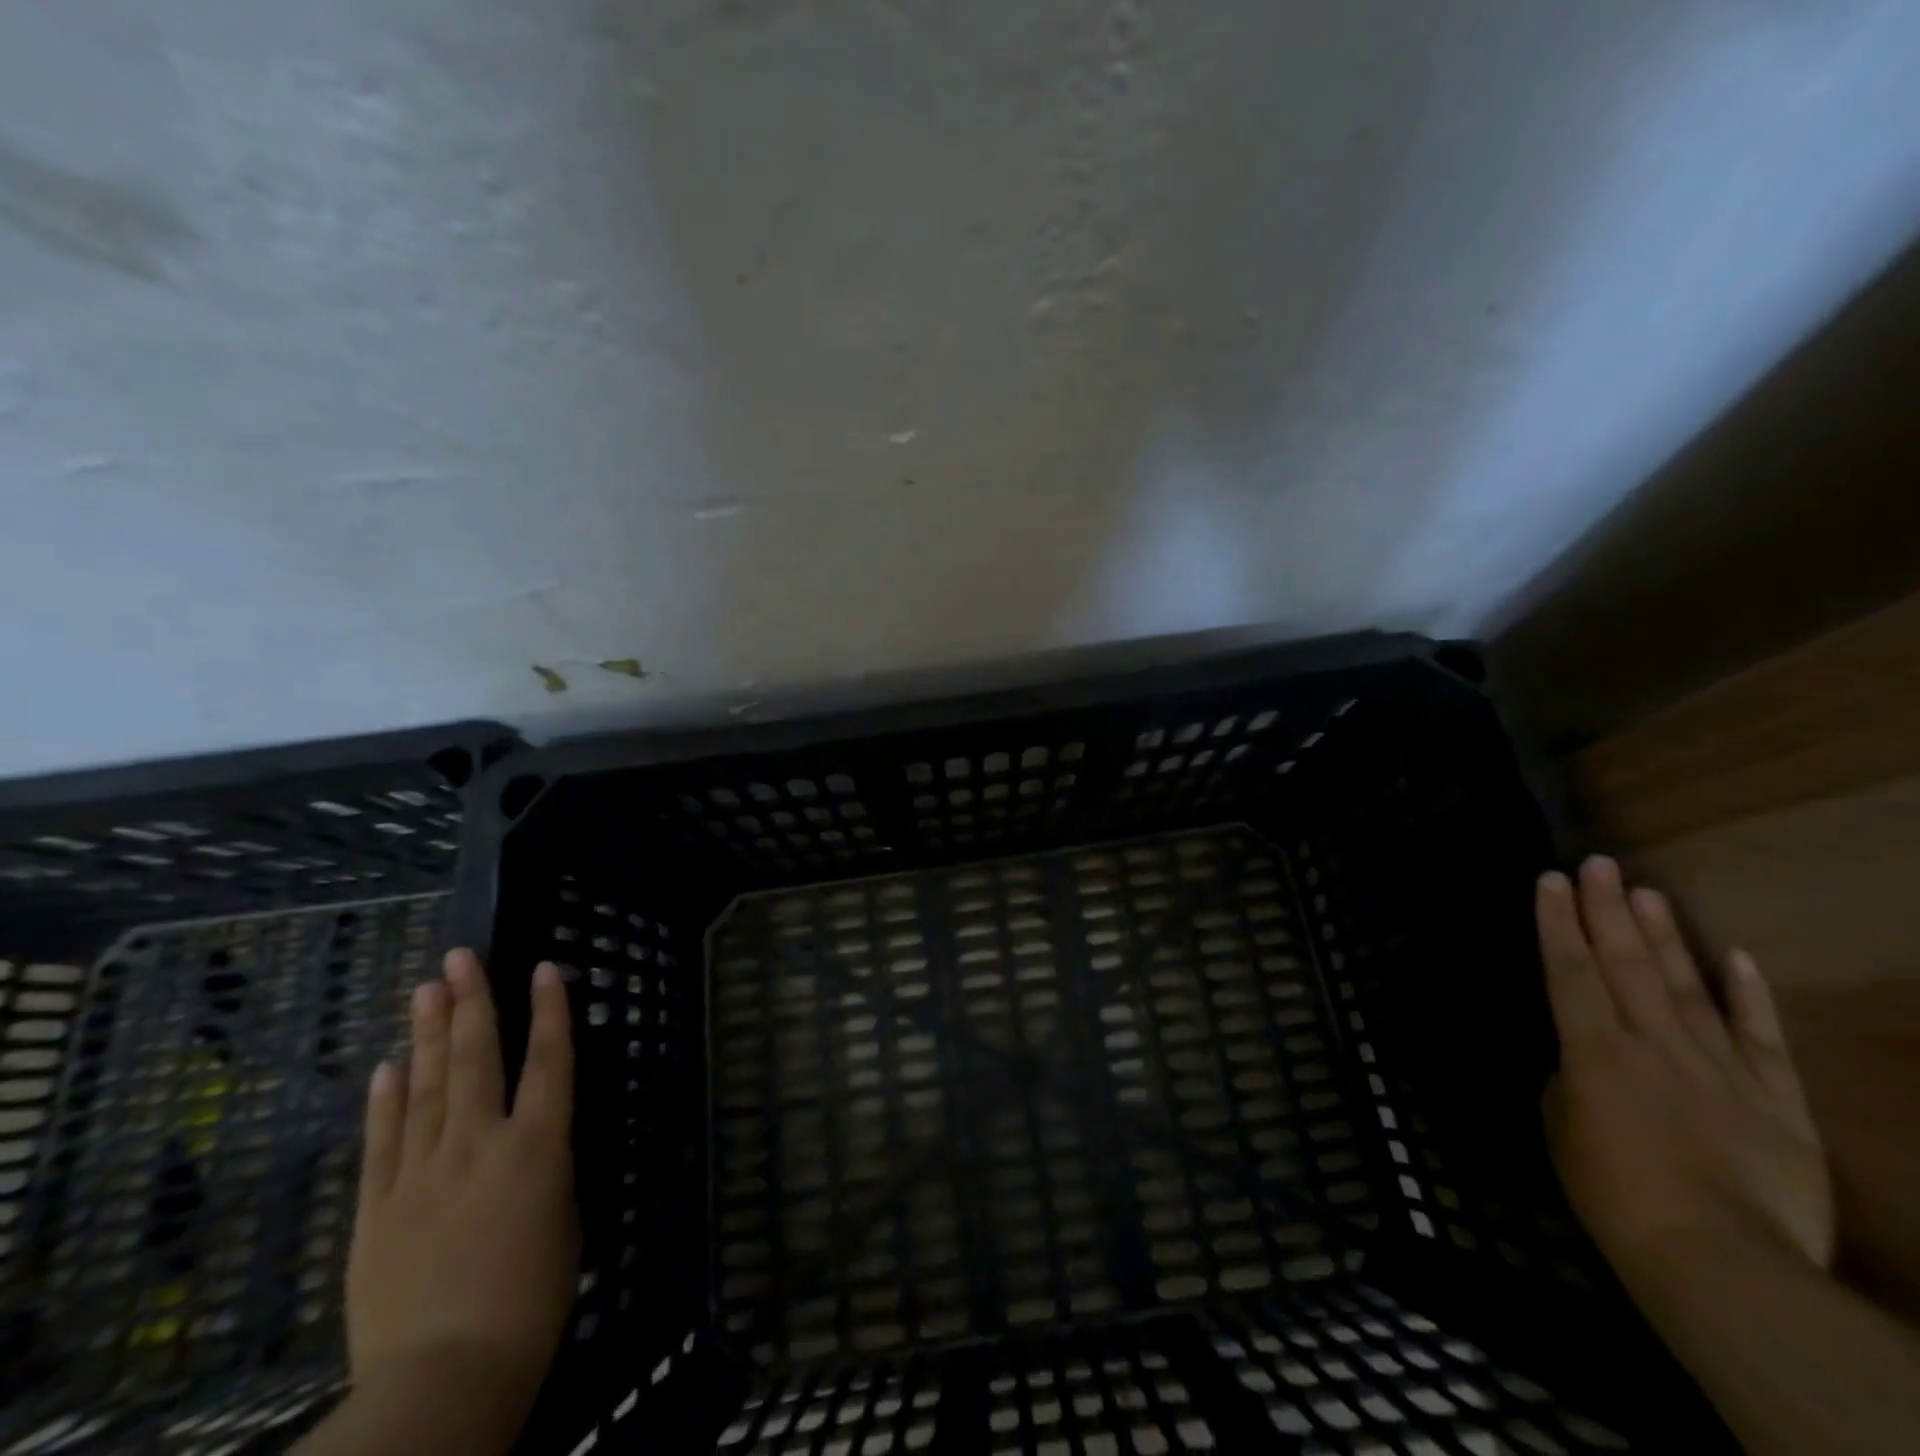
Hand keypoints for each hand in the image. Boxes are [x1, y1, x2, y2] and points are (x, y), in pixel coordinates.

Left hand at [336, 951, 577, 1454]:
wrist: (443, 1379)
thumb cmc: (532, 1300)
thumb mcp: (563, 1220)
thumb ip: (545, 1168)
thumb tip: (530, 1138)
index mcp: (538, 1146)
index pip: (549, 1061)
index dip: (550, 1011)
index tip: (543, 968)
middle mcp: (480, 1143)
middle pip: (476, 1058)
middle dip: (472, 1002)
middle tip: (461, 956)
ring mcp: (421, 1173)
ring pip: (427, 1087)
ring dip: (429, 1034)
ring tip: (426, 989)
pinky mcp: (376, 1208)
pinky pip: (383, 1140)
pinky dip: (386, 1099)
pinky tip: (388, 1066)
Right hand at [1536, 858, 1832, 1278]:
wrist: (1721, 1260)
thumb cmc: (1613, 1193)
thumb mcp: (1562, 1128)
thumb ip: (1570, 1081)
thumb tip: (1582, 1062)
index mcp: (1594, 1049)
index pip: (1569, 969)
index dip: (1557, 921)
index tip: (1550, 879)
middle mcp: (1654, 1043)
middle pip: (1626, 963)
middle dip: (1607, 909)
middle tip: (1598, 864)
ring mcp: (1721, 1068)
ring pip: (1686, 986)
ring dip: (1665, 936)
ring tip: (1647, 891)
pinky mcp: (1778, 1102)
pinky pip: (1762, 1038)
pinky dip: (1750, 996)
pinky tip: (1737, 957)